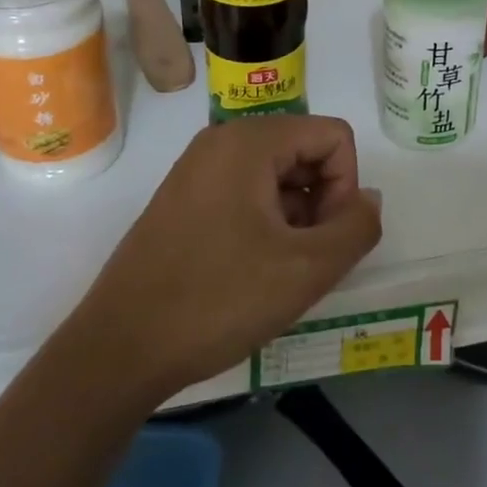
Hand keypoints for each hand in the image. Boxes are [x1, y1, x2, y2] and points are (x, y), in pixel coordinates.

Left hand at [70, 116, 380, 400]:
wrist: (118, 350)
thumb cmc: (217, 300)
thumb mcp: (306, 270)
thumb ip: (356, 228)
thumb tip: (367, 200)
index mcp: (250, 141)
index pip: (333, 136)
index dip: (346, 187)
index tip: (328, 239)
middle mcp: (221, 141)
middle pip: (305, 151)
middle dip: (321, 202)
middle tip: (307, 259)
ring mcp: (197, 170)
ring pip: (277, 175)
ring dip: (296, 217)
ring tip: (280, 271)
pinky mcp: (183, 200)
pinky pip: (246, 192)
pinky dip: (266, 223)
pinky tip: (253, 272)